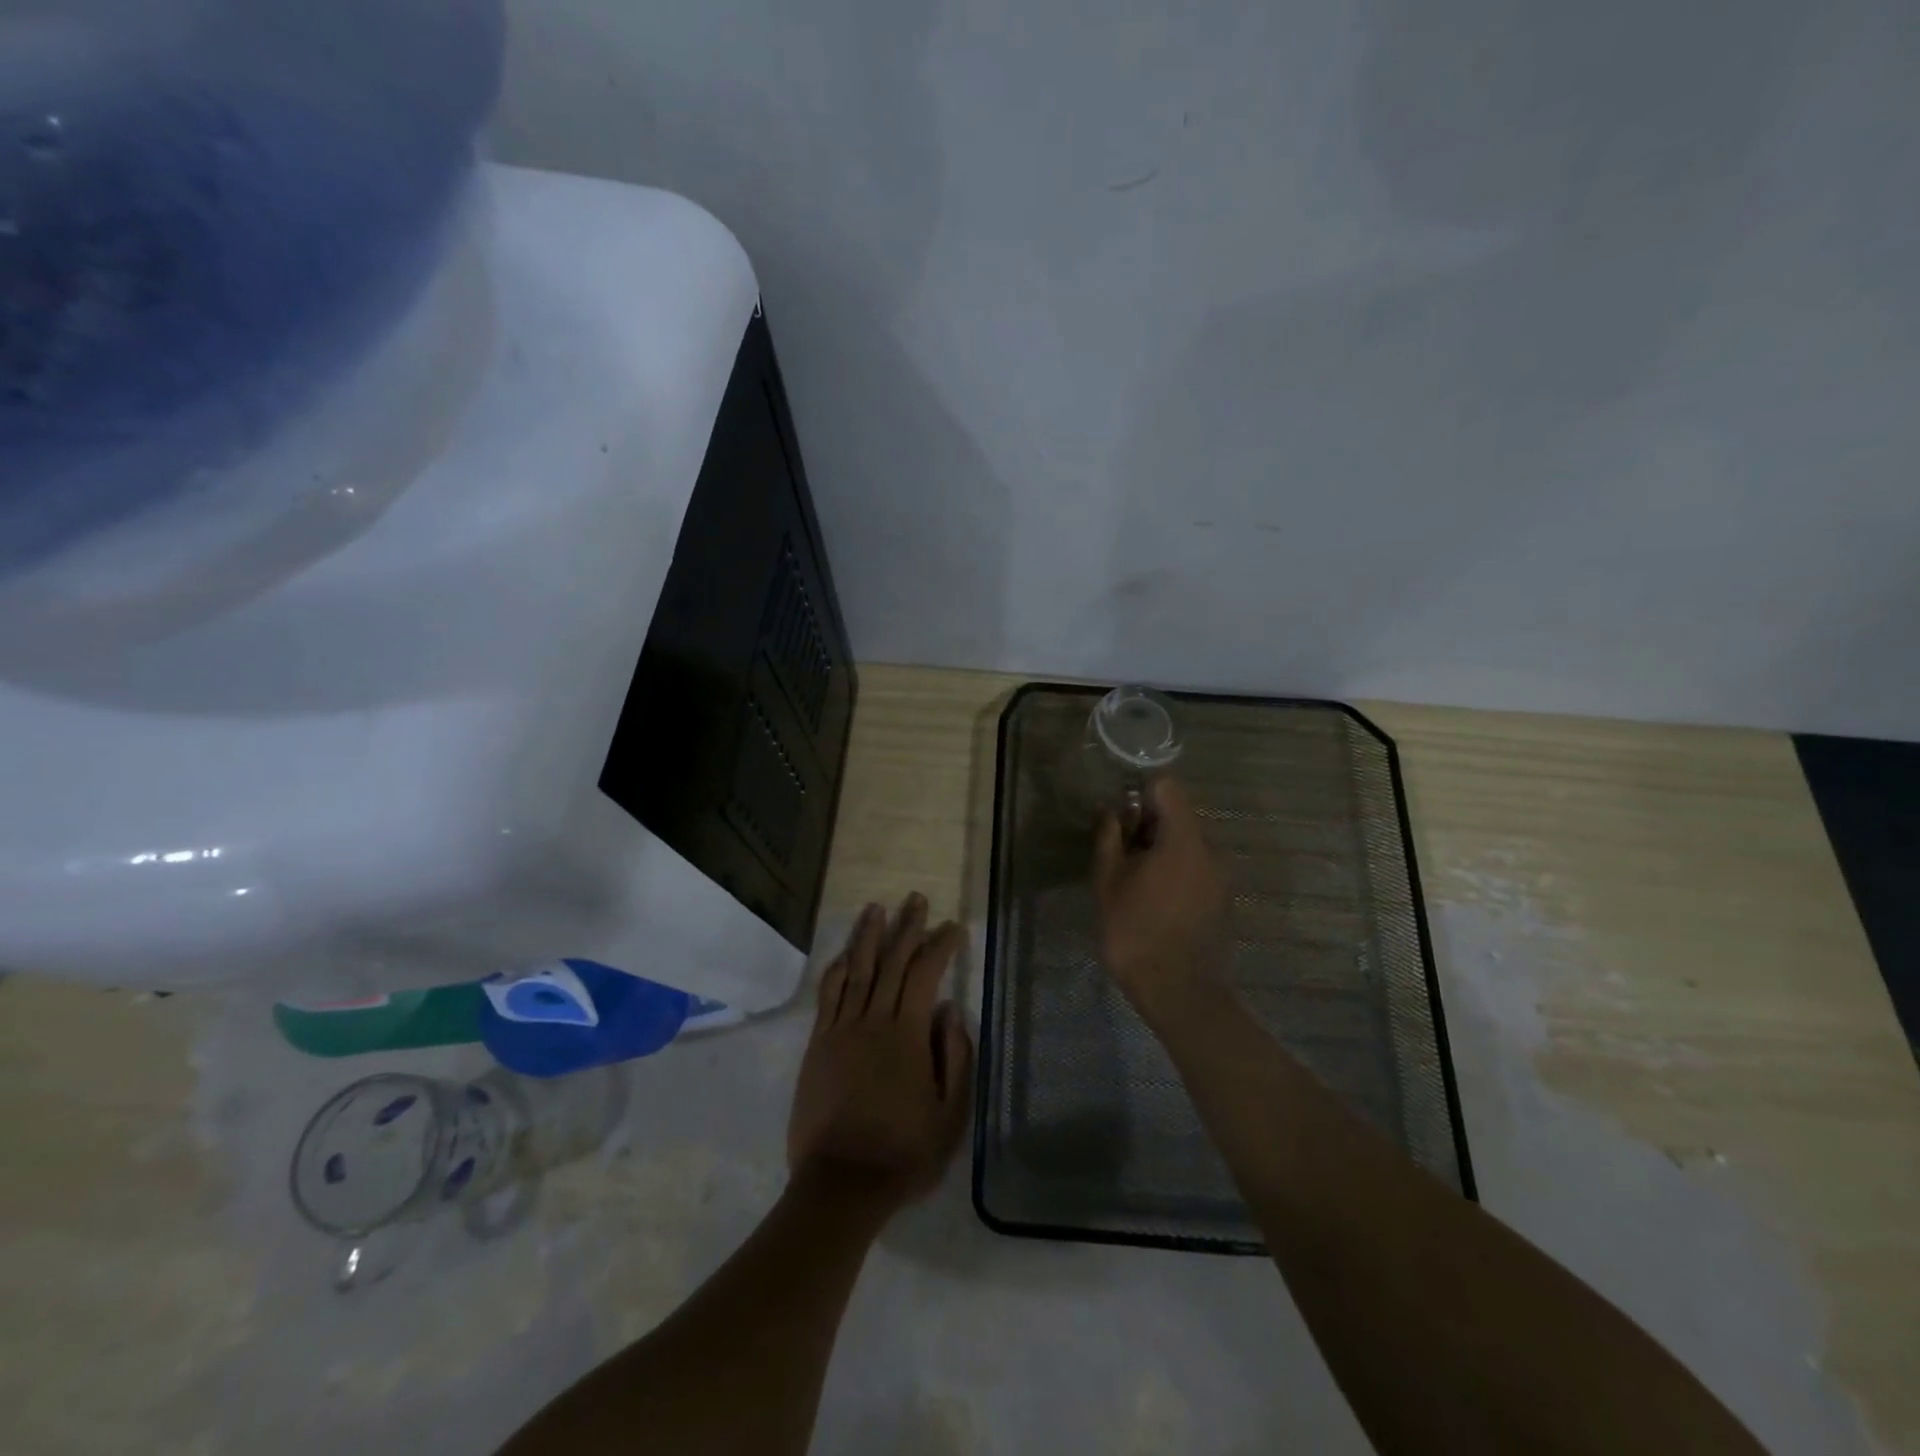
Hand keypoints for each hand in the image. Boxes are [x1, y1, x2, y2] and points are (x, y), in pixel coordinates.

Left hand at [787, 894, 974, 1213]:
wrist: (842, 1183)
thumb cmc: (903, 1152)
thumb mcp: (950, 1114)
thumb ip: (955, 1057)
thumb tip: (950, 1009)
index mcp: (908, 1035)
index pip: (926, 975)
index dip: (940, 946)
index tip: (952, 927)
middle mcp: (873, 1021)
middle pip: (892, 962)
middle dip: (907, 927)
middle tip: (916, 899)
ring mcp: (841, 1030)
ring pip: (857, 970)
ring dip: (868, 936)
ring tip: (876, 908)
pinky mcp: (818, 1045)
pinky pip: (827, 996)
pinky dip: (836, 970)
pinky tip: (843, 954)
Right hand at [1092, 777, 1229, 1013]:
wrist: (1178, 991)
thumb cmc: (1135, 930)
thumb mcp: (1108, 880)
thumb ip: (1109, 837)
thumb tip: (1109, 811)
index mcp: (1184, 839)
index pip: (1167, 788)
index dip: (1140, 794)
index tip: (1122, 820)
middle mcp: (1211, 849)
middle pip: (1178, 816)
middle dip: (1148, 826)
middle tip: (1122, 855)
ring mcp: (1222, 875)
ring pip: (1187, 843)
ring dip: (1161, 850)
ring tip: (1136, 882)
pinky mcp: (1224, 897)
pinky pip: (1197, 867)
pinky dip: (1176, 870)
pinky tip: (1156, 900)